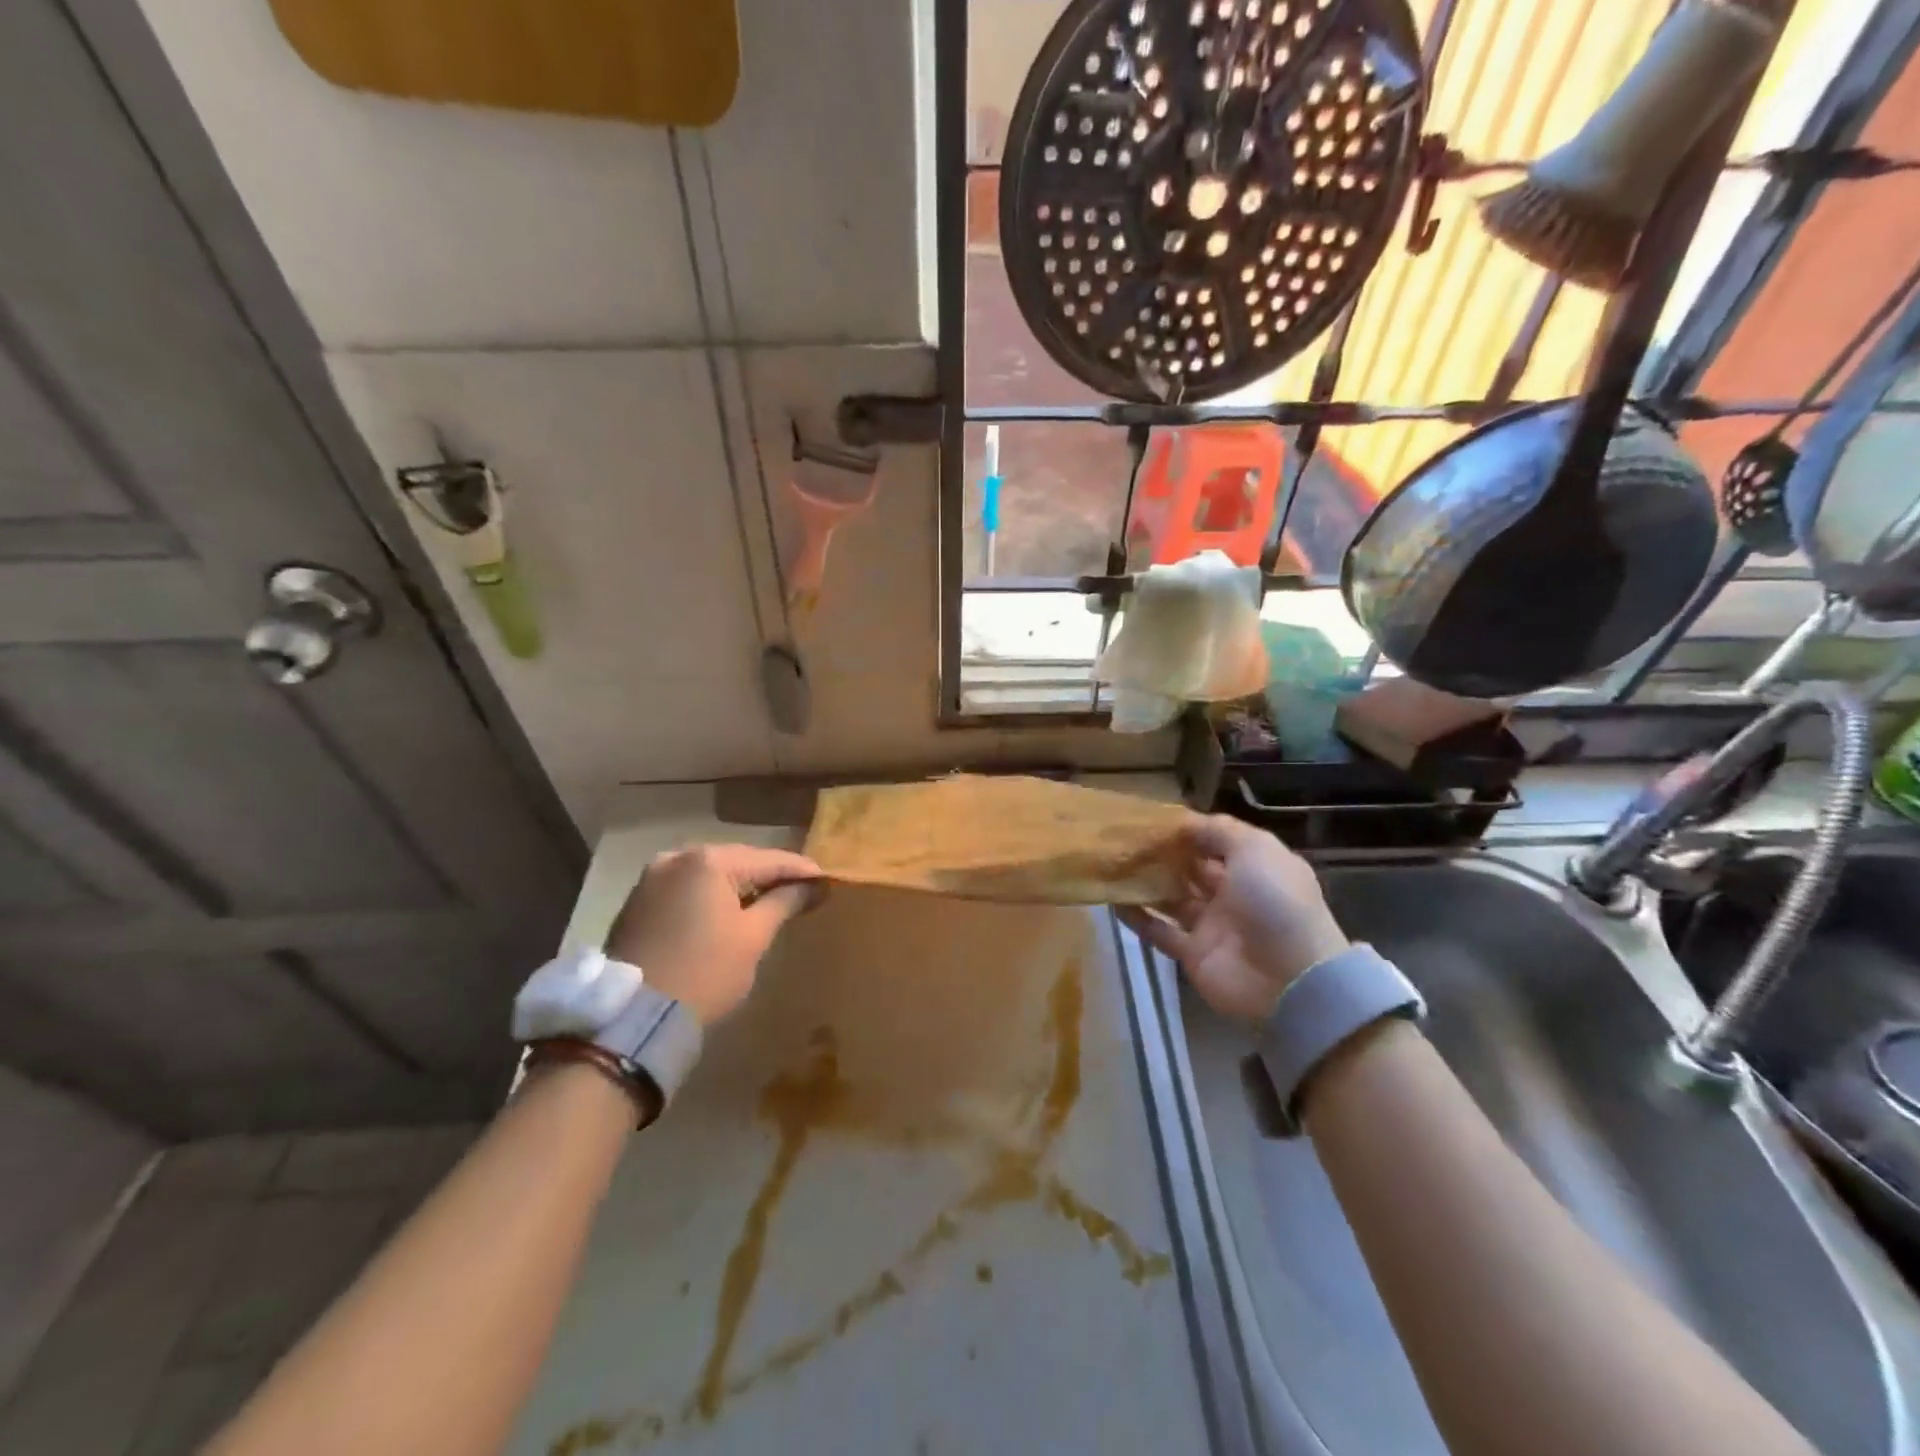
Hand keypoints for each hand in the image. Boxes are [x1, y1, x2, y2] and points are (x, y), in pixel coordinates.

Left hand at [605, 845, 823, 1024]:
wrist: (633, 1018)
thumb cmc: (706, 973)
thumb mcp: (753, 937)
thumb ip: (784, 903)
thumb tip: (813, 887)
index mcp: (708, 860)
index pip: (768, 860)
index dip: (800, 870)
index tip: (827, 880)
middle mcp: (677, 857)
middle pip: (738, 861)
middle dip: (769, 876)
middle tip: (801, 890)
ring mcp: (652, 877)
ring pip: (710, 875)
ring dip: (739, 886)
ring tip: (770, 900)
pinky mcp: (638, 901)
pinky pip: (687, 888)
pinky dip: (710, 897)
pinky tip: (729, 911)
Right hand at [1120, 815, 1348, 1021]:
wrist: (1291, 979)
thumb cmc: (1275, 902)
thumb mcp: (1256, 849)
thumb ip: (1219, 830)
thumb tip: (1183, 821)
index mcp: (1252, 867)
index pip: (1213, 842)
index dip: (1185, 830)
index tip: (1150, 818)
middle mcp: (1231, 894)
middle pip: (1189, 869)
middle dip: (1160, 854)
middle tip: (1123, 839)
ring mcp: (1211, 926)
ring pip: (1171, 898)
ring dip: (1145, 882)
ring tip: (1113, 864)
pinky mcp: (1192, 954)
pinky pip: (1159, 931)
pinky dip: (1138, 917)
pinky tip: (1113, 901)